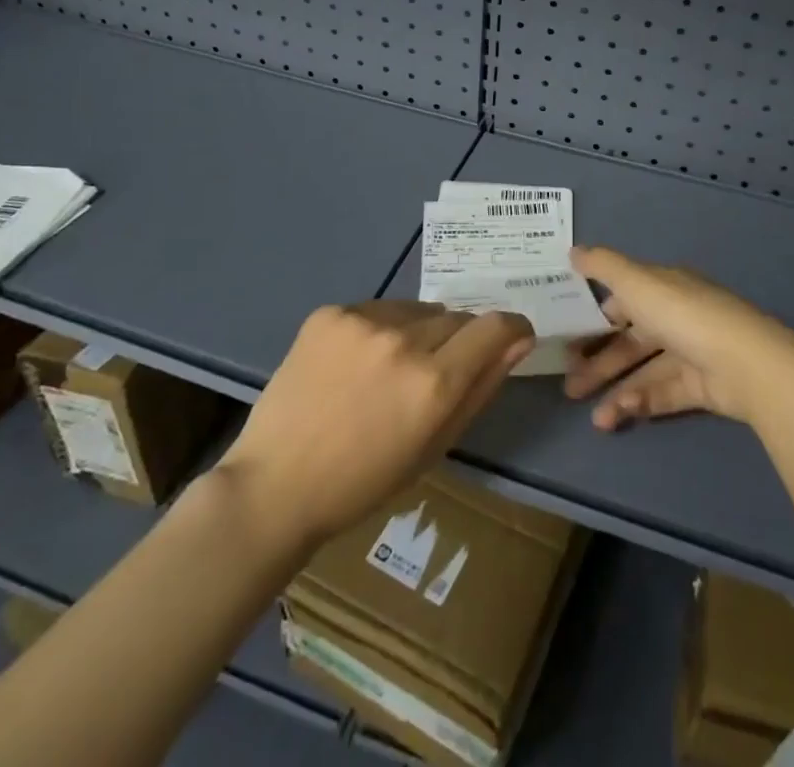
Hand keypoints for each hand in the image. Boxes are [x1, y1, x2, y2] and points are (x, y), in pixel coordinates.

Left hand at [219, 301, 532, 546]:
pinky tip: (352, 364)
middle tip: (429, 377)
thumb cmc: (363, 482)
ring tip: (385, 371)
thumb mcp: (435, 446)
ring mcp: (363, 321)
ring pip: (417, 310)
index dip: (511, 329)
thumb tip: (519, 340)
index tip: (508, 340)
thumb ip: (482, 387)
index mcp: (434, 382)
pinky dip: (377, 330)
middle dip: (457, 342)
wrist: (274, 485)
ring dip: (417, 332)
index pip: (496, 326)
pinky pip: (377, 309)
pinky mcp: (330, 313)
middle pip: (457, 318)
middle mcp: (404, 340)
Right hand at [563, 246, 793, 430]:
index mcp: (663, 287)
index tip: (566, 335)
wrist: (746, 364)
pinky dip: (641, 402)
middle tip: (569, 387)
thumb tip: (573, 251)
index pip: (624, 299)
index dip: (595, 316)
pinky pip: (664, 394)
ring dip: (617, 392)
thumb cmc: (683, 315)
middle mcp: (676, 317)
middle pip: (631, 341)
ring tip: (594, 419)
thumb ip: (603, 266)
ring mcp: (691, 353)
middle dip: (599, 363)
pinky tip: (620, 414)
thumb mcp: (637, 282)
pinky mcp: (702, 387)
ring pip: (645, 372)